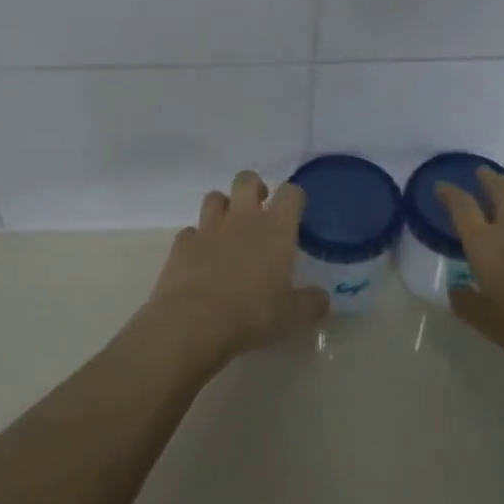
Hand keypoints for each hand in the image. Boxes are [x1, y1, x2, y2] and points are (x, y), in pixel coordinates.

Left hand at [140, 170, 329, 368]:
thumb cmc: (252, 315)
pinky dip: (197, 239)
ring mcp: (208, 228)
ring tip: (228, 229)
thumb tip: (321, 298)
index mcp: (275, 230)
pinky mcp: (182, 244)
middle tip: (259, 209)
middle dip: (254, 188)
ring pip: (214, 197)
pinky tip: (201, 257)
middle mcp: (242, 219)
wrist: (194, 323)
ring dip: (223, 207)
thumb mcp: (292, 316)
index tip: (294, 211)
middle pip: (247, 180)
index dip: (293, 197)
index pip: (290, 193)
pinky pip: (190, 230)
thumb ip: (311, 303)